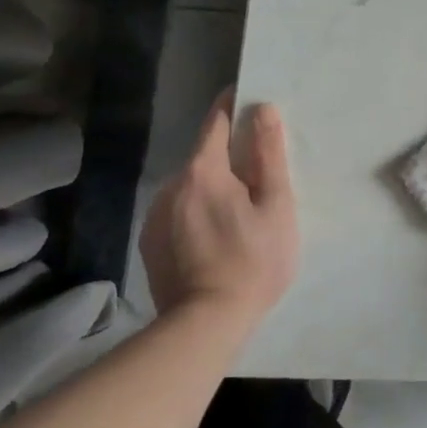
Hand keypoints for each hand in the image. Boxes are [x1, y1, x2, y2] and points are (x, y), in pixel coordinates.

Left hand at [140, 90, 296, 324]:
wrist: (204, 328)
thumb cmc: (252, 262)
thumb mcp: (276, 206)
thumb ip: (268, 154)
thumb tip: (262, 109)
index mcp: (203, 171)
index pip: (215, 121)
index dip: (233, 106)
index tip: (249, 98)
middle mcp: (171, 186)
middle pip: (204, 155)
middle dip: (229, 155)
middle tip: (258, 172)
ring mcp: (156, 216)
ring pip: (191, 185)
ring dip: (213, 186)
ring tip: (240, 210)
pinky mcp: (150, 243)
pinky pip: (179, 210)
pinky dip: (197, 210)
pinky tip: (216, 235)